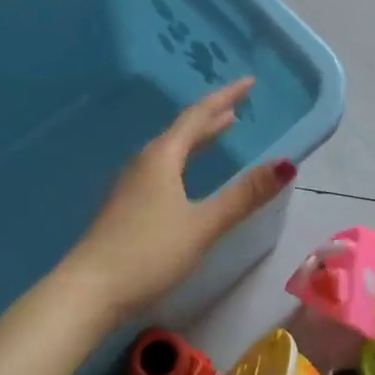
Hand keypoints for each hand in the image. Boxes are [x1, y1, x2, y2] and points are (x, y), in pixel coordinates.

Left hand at [66, 78, 294, 319]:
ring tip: (221, 131)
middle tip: (239, 105)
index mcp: (162, 158)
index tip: (249, 82)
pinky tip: (187, 176)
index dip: (225, 97)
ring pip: (171, 150)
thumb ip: (244, 195)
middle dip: (213, 116)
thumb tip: (286, 164)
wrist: (88, 291)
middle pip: (183, 131)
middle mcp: (144, 163)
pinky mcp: (127, 207)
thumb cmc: (148, 252)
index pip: (198, 116)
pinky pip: (163, 169)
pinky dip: (185, 160)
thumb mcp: (202, 224)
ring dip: (198, 138)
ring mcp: (131, 185)